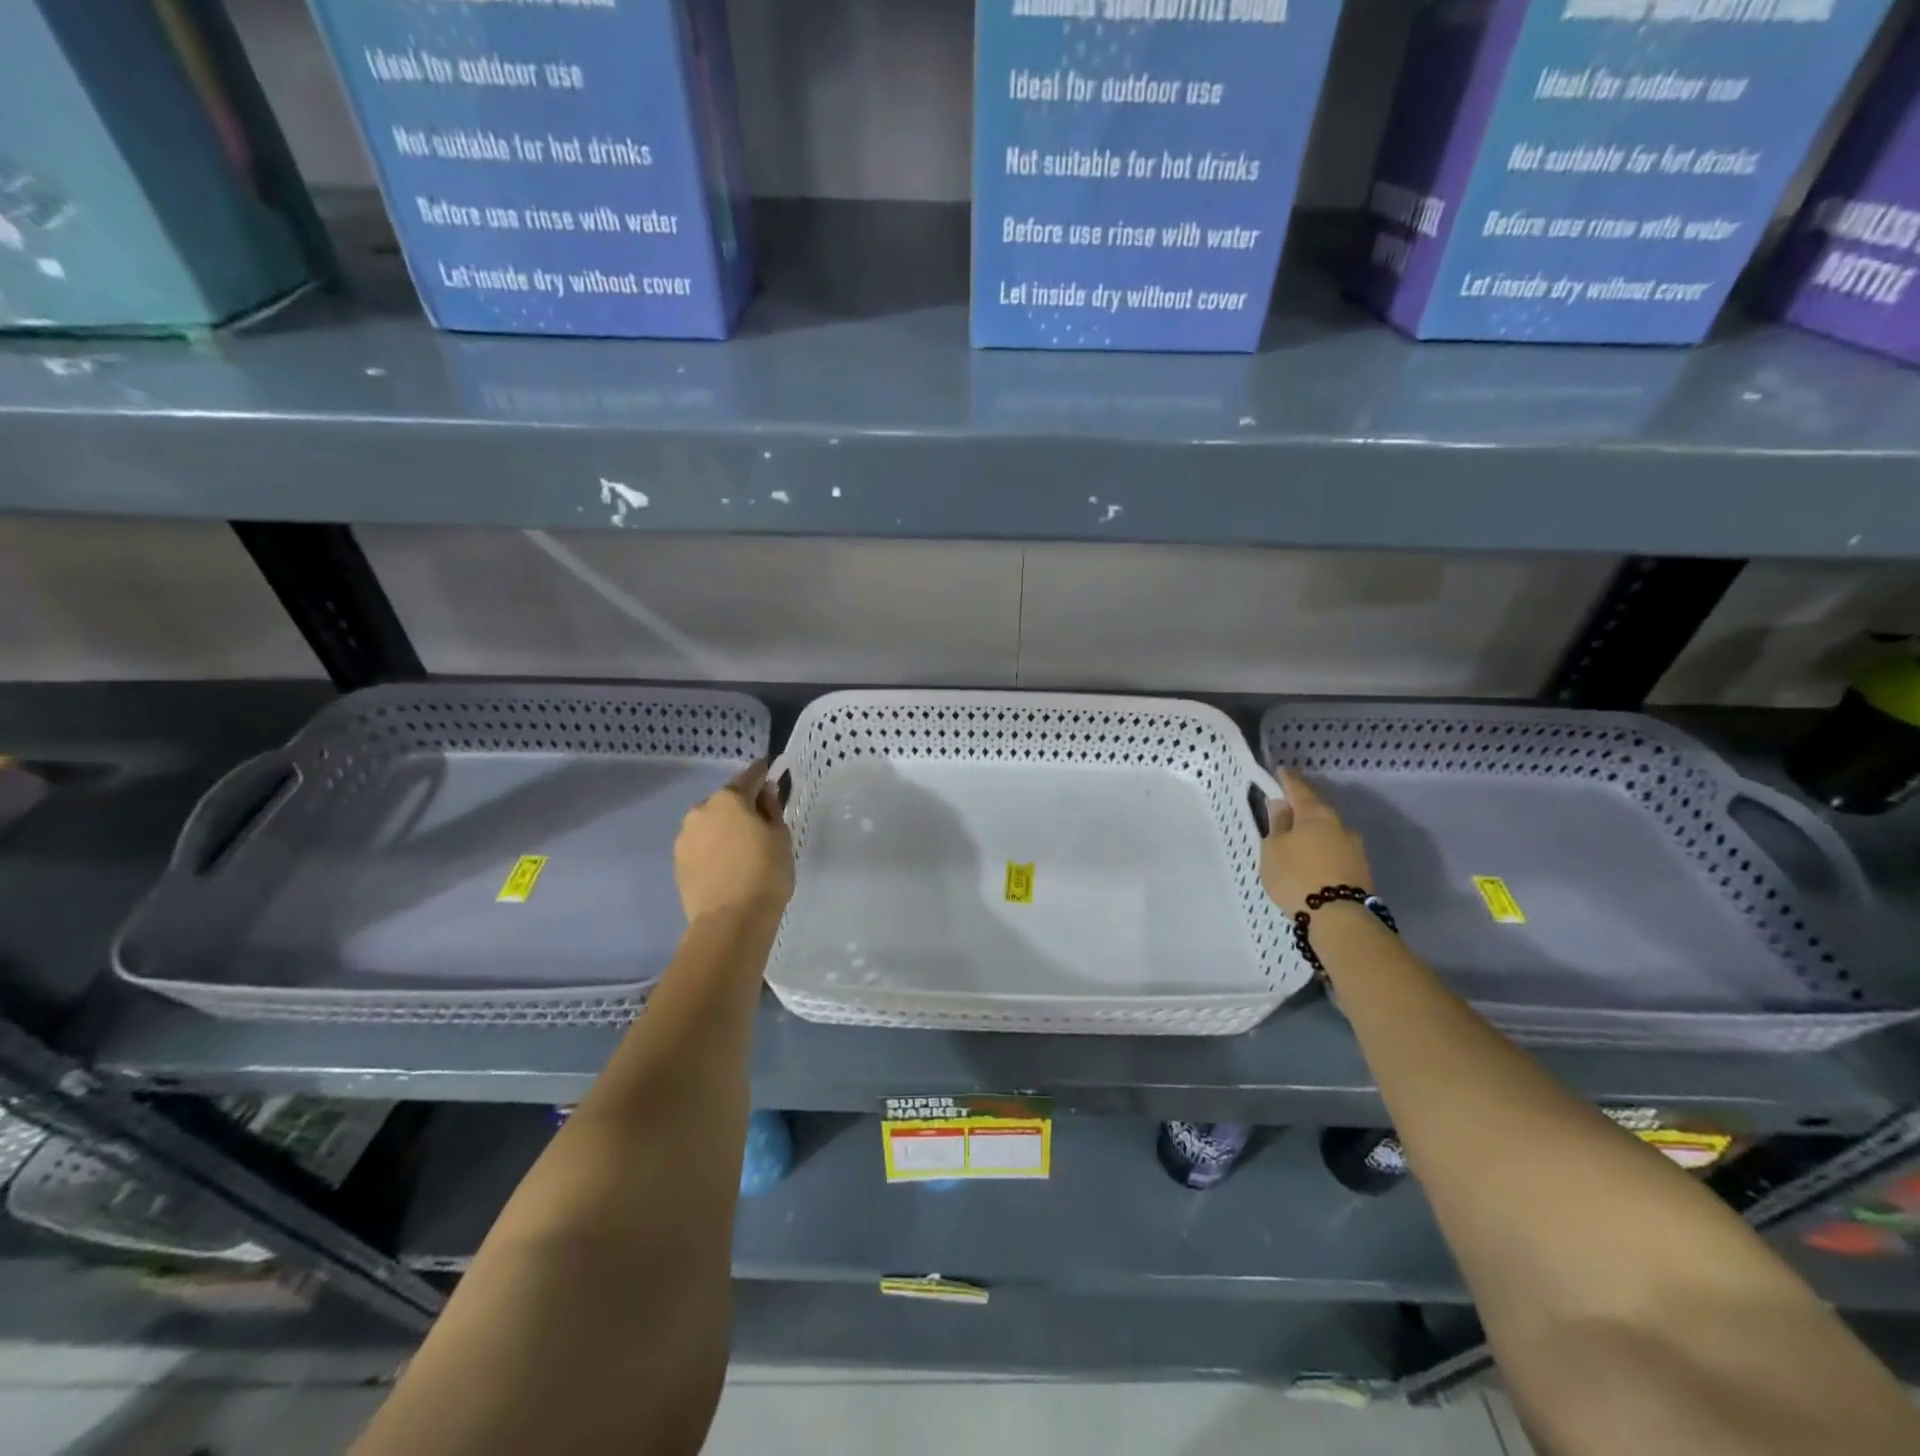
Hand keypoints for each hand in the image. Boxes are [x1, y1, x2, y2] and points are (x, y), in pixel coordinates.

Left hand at [674, 760, 793, 924]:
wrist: (730, 921)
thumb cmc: (765, 873)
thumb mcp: (781, 836)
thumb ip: (772, 809)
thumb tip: (764, 795)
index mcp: (728, 799)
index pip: (749, 776)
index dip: (763, 773)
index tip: (771, 771)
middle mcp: (700, 811)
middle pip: (726, 801)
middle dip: (742, 807)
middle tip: (761, 824)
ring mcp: (684, 838)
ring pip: (710, 824)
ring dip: (724, 829)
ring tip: (742, 850)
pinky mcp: (678, 864)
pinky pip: (701, 846)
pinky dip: (714, 849)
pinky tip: (727, 866)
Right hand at [1260, 767, 1373, 915]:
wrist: (1339, 918)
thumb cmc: (1296, 876)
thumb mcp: (1273, 850)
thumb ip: (1277, 825)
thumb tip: (1281, 804)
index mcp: (1315, 813)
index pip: (1299, 787)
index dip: (1287, 779)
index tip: (1280, 772)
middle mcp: (1339, 824)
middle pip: (1317, 809)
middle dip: (1302, 807)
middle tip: (1285, 809)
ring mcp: (1354, 846)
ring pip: (1329, 830)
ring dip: (1314, 831)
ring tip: (1298, 841)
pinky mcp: (1361, 868)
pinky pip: (1336, 850)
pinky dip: (1323, 849)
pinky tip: (1313, 860)